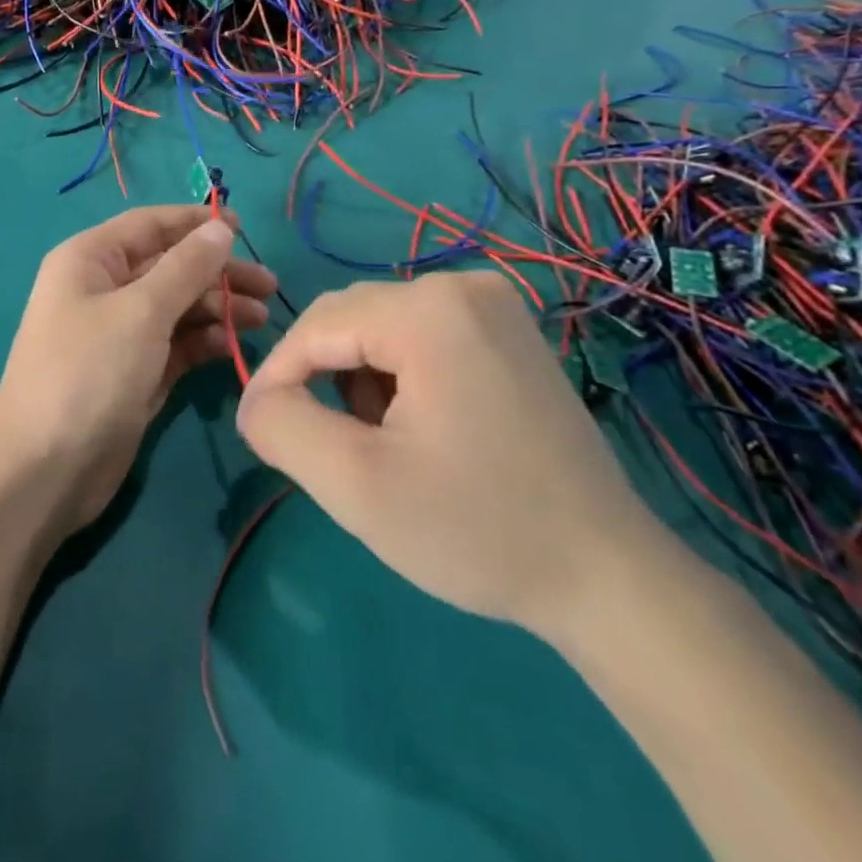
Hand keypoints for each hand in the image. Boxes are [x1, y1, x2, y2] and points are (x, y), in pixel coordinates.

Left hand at [0, 206, 277, 532]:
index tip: (243, 226)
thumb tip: (219, 228)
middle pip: (169, 266)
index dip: (195, 222)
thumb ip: (185, 268)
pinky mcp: (135, 372)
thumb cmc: (88, 373)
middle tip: (268, 286)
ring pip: (177, 306)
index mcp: (90, 260)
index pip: (149, 226)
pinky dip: (204, 340)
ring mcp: (120, 333)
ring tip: (261, 318)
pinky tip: (236, 343)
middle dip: (217, 272)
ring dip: (218, 308)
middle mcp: (103, 289)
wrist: (47, 470)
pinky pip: (176, 343)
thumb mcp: (140, 312)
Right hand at [234, 272, 664, 639]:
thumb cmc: (477, 529)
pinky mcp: (509, 328)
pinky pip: (420, 332)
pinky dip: (399, 373)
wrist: (607, 577)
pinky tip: (425, 427)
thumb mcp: (356, 485)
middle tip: (339, 449)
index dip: (277, 377)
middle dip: (326, 379)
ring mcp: (493, 302)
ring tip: (388, 443)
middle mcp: (462, 284)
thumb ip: (282, 427)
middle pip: (349, 319)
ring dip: (361, 378)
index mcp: (428, 309)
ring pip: (380, 326)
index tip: (266, 432)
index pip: (315, 326)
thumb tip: (255, 400)